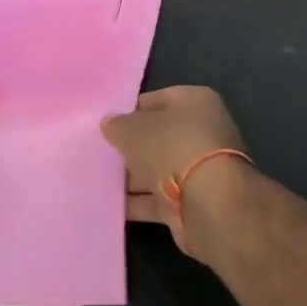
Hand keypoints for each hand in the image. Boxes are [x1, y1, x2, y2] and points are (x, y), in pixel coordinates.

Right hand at [102, 85, 249, 259]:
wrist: (209, 204)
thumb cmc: (172, 148)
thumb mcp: (133, 130)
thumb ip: (118, 125)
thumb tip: (110, 123)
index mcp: (195, 102)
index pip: (156, 100)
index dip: (130, 111)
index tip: (107, 125)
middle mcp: (202, 132)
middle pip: (158, 137)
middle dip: (131, 147)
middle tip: (100, 153)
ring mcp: (200, 169)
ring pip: (158, 169)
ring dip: (133, 176)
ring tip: (98, 180)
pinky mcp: (193, 201)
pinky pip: (159, 198)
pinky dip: (138, 202)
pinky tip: (111, 205)